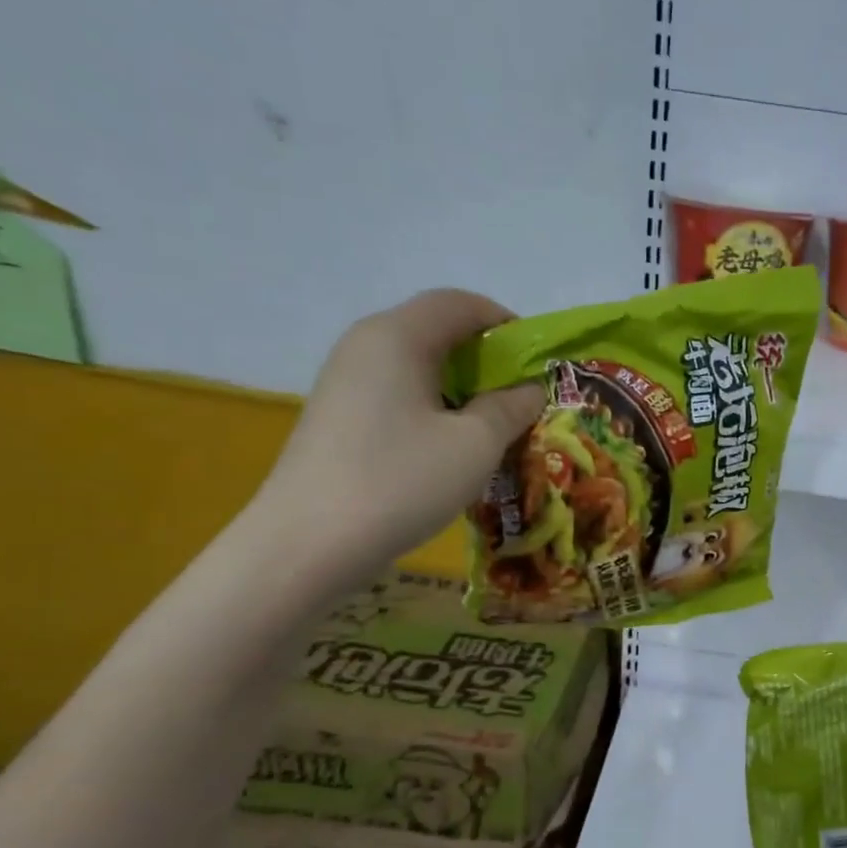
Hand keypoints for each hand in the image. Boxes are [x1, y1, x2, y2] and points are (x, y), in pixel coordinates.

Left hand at [254, 289, 543, 581]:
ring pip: (418, 365)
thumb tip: (528, 390)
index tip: (538, 361)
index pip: (460, 303)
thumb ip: (511, 407)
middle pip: (437, 330)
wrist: (308, 543)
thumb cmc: (402, 481)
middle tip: (521, 398)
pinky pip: (398, 393)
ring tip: (492, 427)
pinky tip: (450, 448)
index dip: (506, 323)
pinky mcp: (339, 416)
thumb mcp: (475, 444)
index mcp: (398, 336)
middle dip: (487, 358)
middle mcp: (366, 345)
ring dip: (462, 387)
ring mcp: (346, 381)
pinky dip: (434, 407)